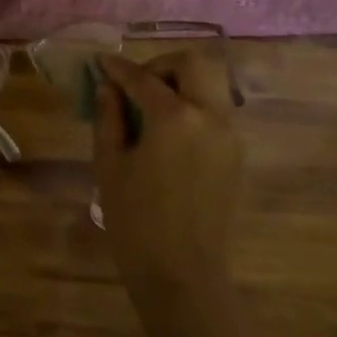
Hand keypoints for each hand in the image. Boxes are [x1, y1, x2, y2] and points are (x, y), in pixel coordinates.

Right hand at [93, 50, 243, 326]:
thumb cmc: (135, 220)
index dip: (117, 68)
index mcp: (174, 117)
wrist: (182, 273)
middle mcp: (210, 117)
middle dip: (159, 66)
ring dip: (177, 85)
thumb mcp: (109, 164)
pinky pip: (213, 113)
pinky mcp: (235, 155)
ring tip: (146, 111)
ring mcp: (229, 135)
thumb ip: (108, 117)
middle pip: (191, 65)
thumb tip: (108, 88)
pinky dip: (190, 108)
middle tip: (132, 86)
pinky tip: (165, 134)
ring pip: (207, 86)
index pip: (142, 77)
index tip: (100, 64)